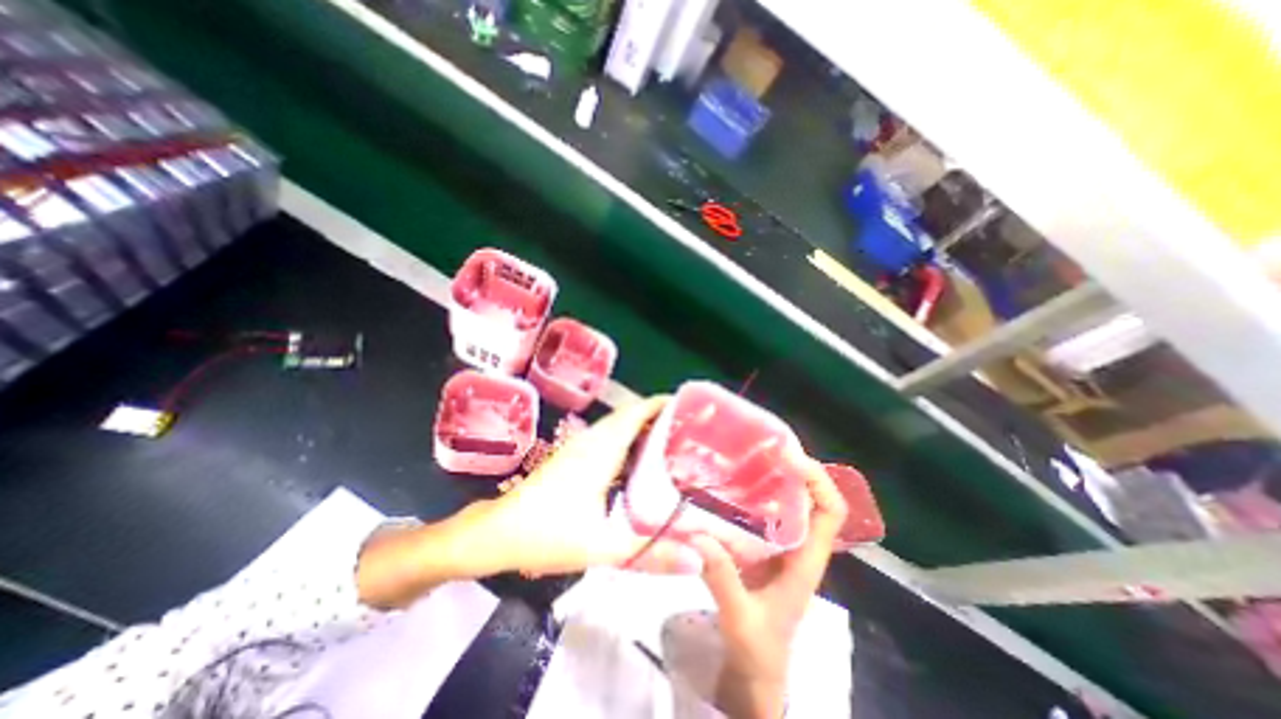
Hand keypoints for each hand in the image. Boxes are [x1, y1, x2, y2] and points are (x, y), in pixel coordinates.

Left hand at [353, 396, 699, 608]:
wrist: (496, 532)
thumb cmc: (545, 532)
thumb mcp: (602, 546)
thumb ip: (650, 552)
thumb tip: (697, 560)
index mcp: (602, 449)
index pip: (637, 412)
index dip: (663, 404)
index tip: (691, 408)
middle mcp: (593, 439)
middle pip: (632, 415)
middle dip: (661, 416)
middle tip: (691, 431)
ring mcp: (581, 446)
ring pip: (620, 426)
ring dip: (646, 428)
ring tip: (674, 443)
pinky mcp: (574, 457)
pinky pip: (611, 439)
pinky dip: (631, 442)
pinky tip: (642, 464)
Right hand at [691, 455, 848, 717]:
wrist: (754, 671)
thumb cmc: (758, 650)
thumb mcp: (742, 620)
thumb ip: (723, 581)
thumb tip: (698, 537)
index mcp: (806, 559)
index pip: (831, 511)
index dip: (818, 480)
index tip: (789, 458)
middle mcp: (797, 543)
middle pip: (808, 496)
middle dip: (790, 467)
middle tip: (758, 446)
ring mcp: (779, 543)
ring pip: (784, 499)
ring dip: (769, 476)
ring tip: (741, 455)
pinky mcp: (760, 545)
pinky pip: (760, 510)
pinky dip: (749, 492)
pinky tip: (724, 483)